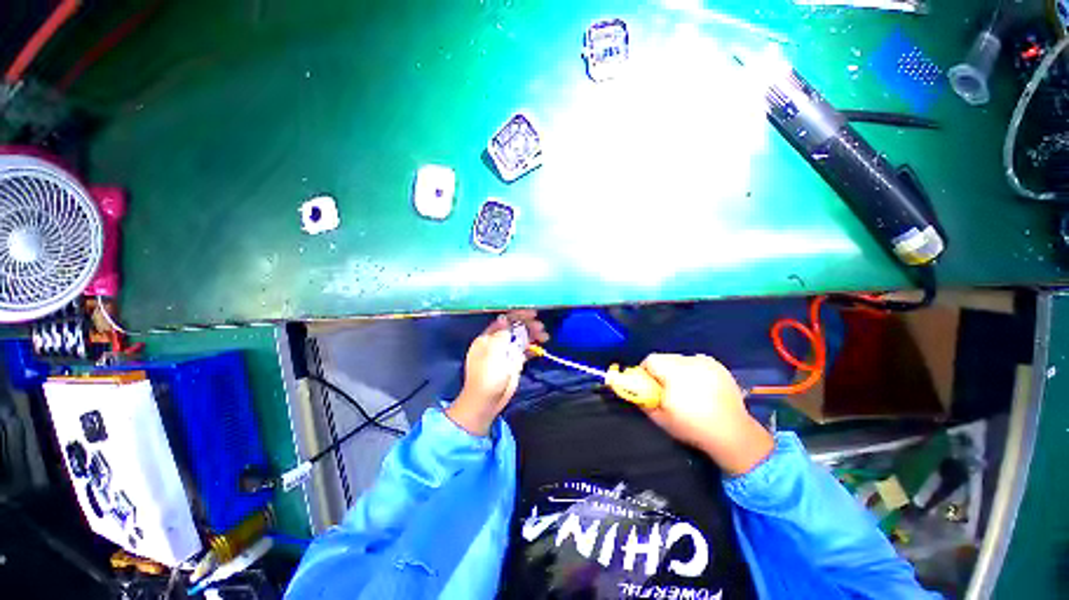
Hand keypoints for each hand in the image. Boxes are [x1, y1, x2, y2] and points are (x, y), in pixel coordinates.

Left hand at [446, 310, 548, 435]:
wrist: (487, 401)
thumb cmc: (487, 375)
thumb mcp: (493, 351)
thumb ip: (501, 334)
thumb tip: (504, 318)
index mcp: (488, 338)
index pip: (504, 321)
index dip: (518, 315)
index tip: (533, 314)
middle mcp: (497, 343)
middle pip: (515, 329)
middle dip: (528, 326)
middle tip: (541, 327)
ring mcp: (506, 353)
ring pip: (521, 339)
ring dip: (533, 336)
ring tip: (544, 336)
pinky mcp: (513, 363)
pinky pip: (524, 351)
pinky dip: (532, 348)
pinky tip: (540, 347)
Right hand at [640, 353, 773, 475]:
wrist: (733, 434)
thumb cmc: (692, 427)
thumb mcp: (661, 418)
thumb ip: (643, 401)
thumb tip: (633, 391)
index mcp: (674, 373)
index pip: (650, 360)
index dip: (646, 372)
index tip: (650, 386)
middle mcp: (689, 362)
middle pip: (665, 358)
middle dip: (661, 370)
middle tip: (667, 389)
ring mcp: (706, 363)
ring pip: (680, 359)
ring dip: (677, 369)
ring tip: (686, 388)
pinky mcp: (719, 366)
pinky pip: (697, 361)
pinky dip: (694, 369)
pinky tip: (700, 386)